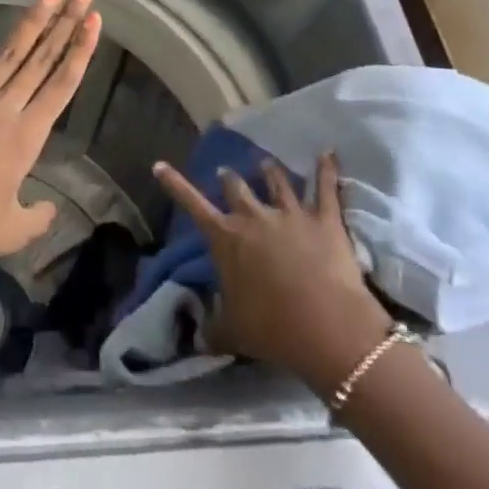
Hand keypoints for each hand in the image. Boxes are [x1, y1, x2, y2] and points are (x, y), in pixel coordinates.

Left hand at [0, 0, 101, 286]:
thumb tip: (50, 209)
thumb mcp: (9, 233)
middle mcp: (3, 108)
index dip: (81, 50)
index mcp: (25, 138)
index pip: (62, 85)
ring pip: (9, 52)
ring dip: (31, 20)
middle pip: (42, 58)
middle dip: (66, 22)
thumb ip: (38, 218)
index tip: (95, 21)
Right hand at [154, 152, 392, 393]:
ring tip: (265, 163)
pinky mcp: (325, 219)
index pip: (193, 205)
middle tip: (226, 174)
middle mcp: (254, 216)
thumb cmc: (272, 329)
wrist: (327, 327)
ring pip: (277, 180)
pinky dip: (327, 168)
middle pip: (237, 186)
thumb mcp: (232, 333)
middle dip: (229, 178)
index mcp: (226, 238)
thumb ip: (212, 328)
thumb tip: (197, 335)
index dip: (175, 184)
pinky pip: (325, 187)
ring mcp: (290, 213)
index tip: (160, 164)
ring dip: (269, 171)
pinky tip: (328, 153)